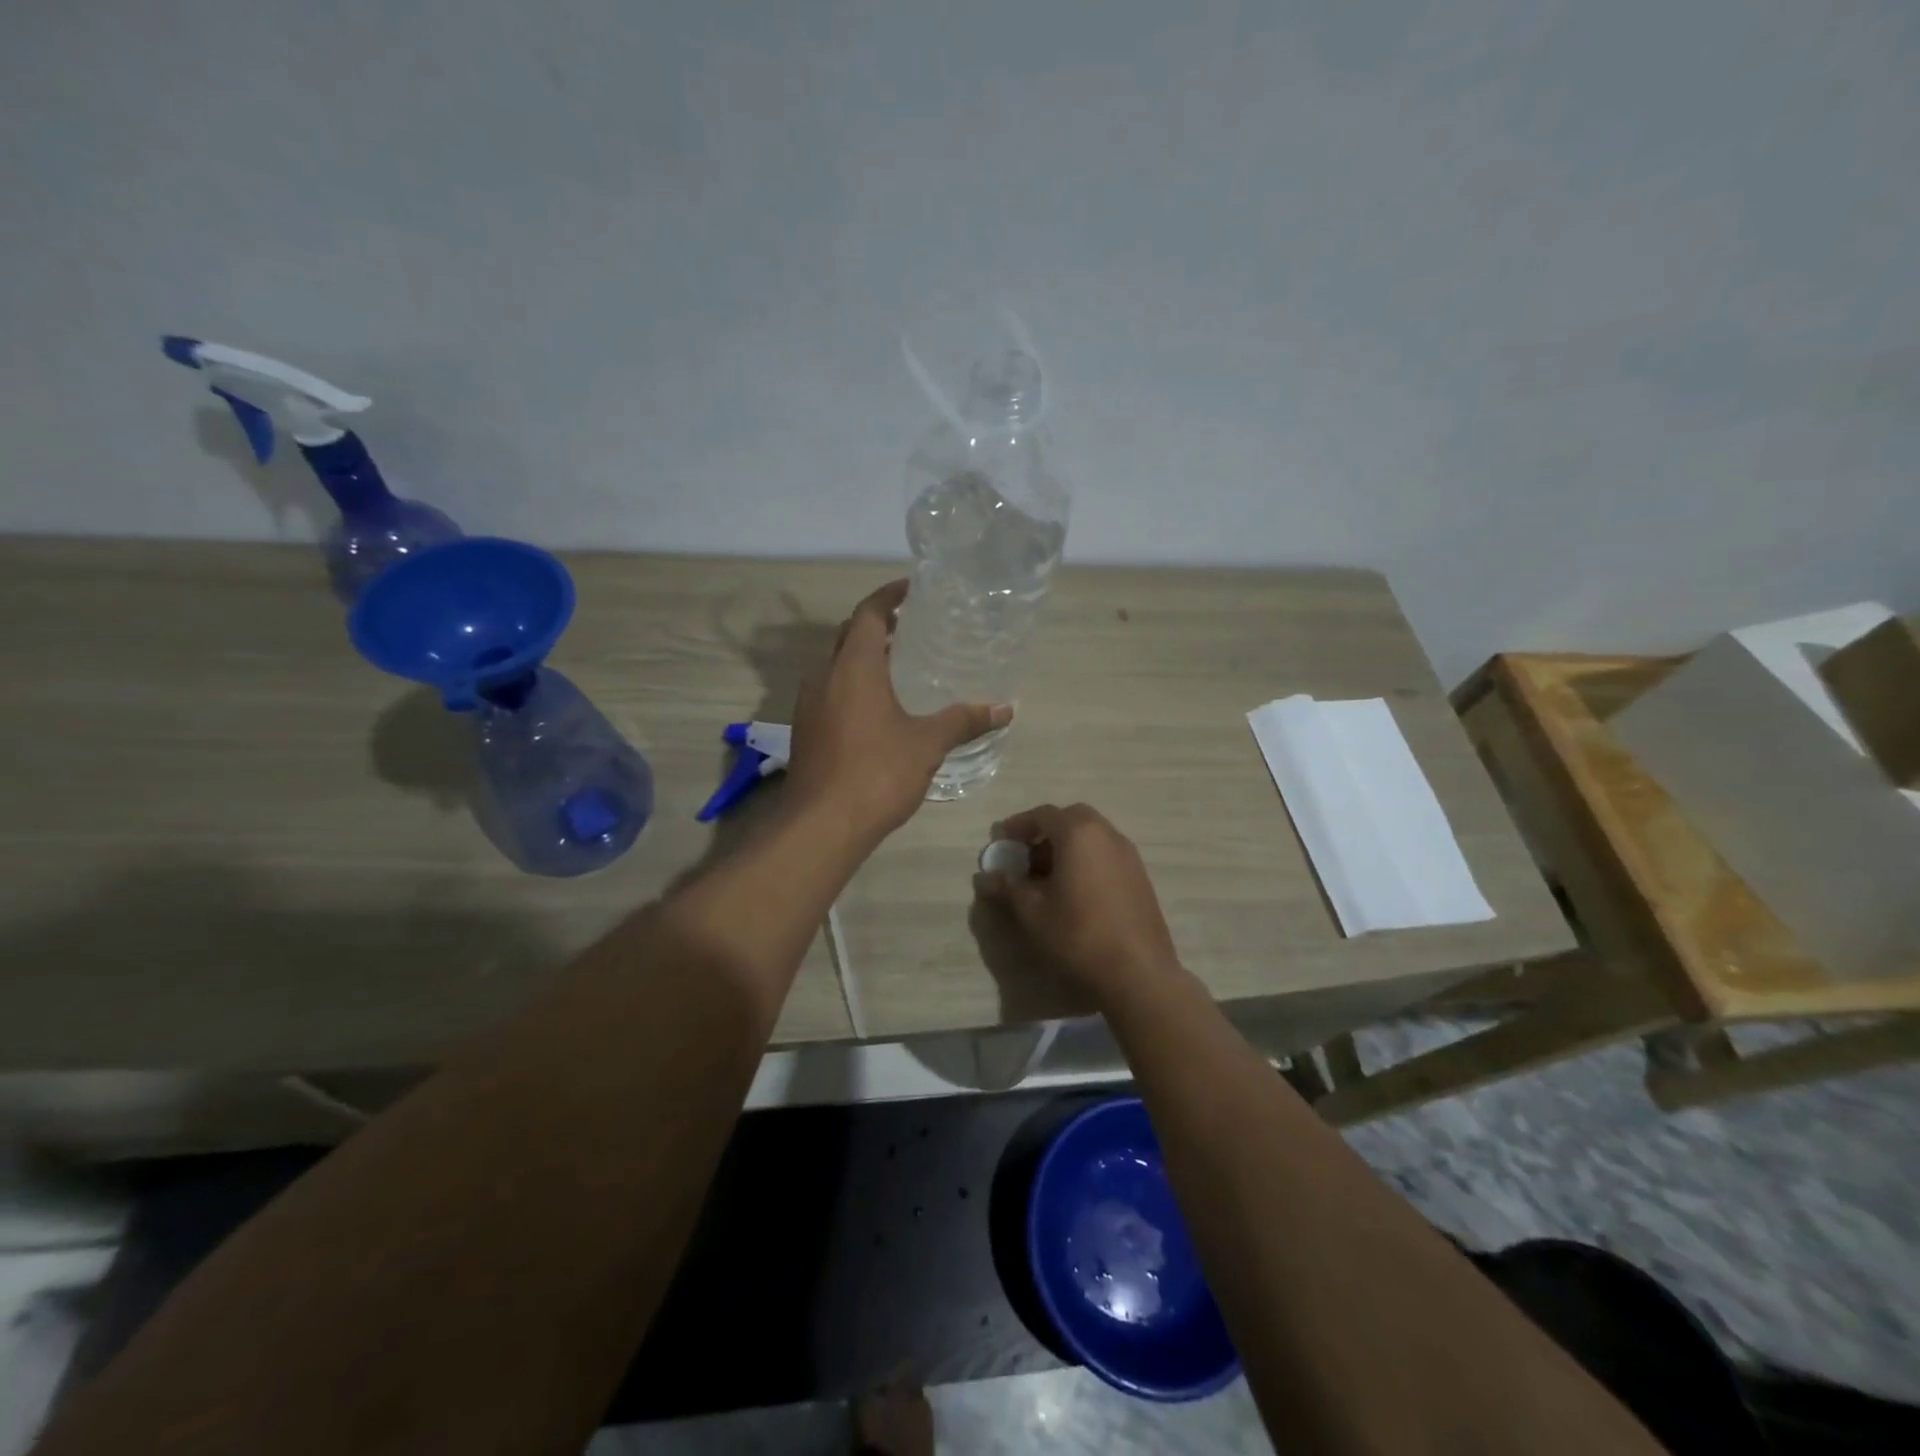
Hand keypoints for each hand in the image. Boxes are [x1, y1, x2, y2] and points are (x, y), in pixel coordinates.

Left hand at [785, 580, 1010, 842]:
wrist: (821, 825)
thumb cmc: (877, 773)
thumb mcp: (927, 744)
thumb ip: (964, 721)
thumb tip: (1005, 709)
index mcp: (854, 667)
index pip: (868, 613)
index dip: (889, 596)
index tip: (912, 589)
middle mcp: (824, 676)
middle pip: (849, 636)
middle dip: (877, 625)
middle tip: (911, 627)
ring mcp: (809, 704)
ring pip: (835, 665)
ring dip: (863, 658)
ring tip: (898, 666)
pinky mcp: (805, 730)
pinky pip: (829, 692)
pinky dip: (851, 685)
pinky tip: (875, 709)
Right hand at [973, 803, 1179, 1000]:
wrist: (1138, 973)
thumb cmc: (1078, 935)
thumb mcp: (1033, 912)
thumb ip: (1008, 888)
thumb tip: (984, 877)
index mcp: (1079, 834)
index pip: (1043, 814)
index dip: (1018, 825)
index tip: (1002, 841)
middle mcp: (1107, 834)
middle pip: (1071, 819)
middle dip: (1045, 832)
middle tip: (1026, 857)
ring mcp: (1128, 855)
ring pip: (1091, 836)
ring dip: (1067, 846)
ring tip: (1047, 878)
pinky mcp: (1140, 877)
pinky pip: (1106, 854)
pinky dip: (1086, 860)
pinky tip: (1074, 892)